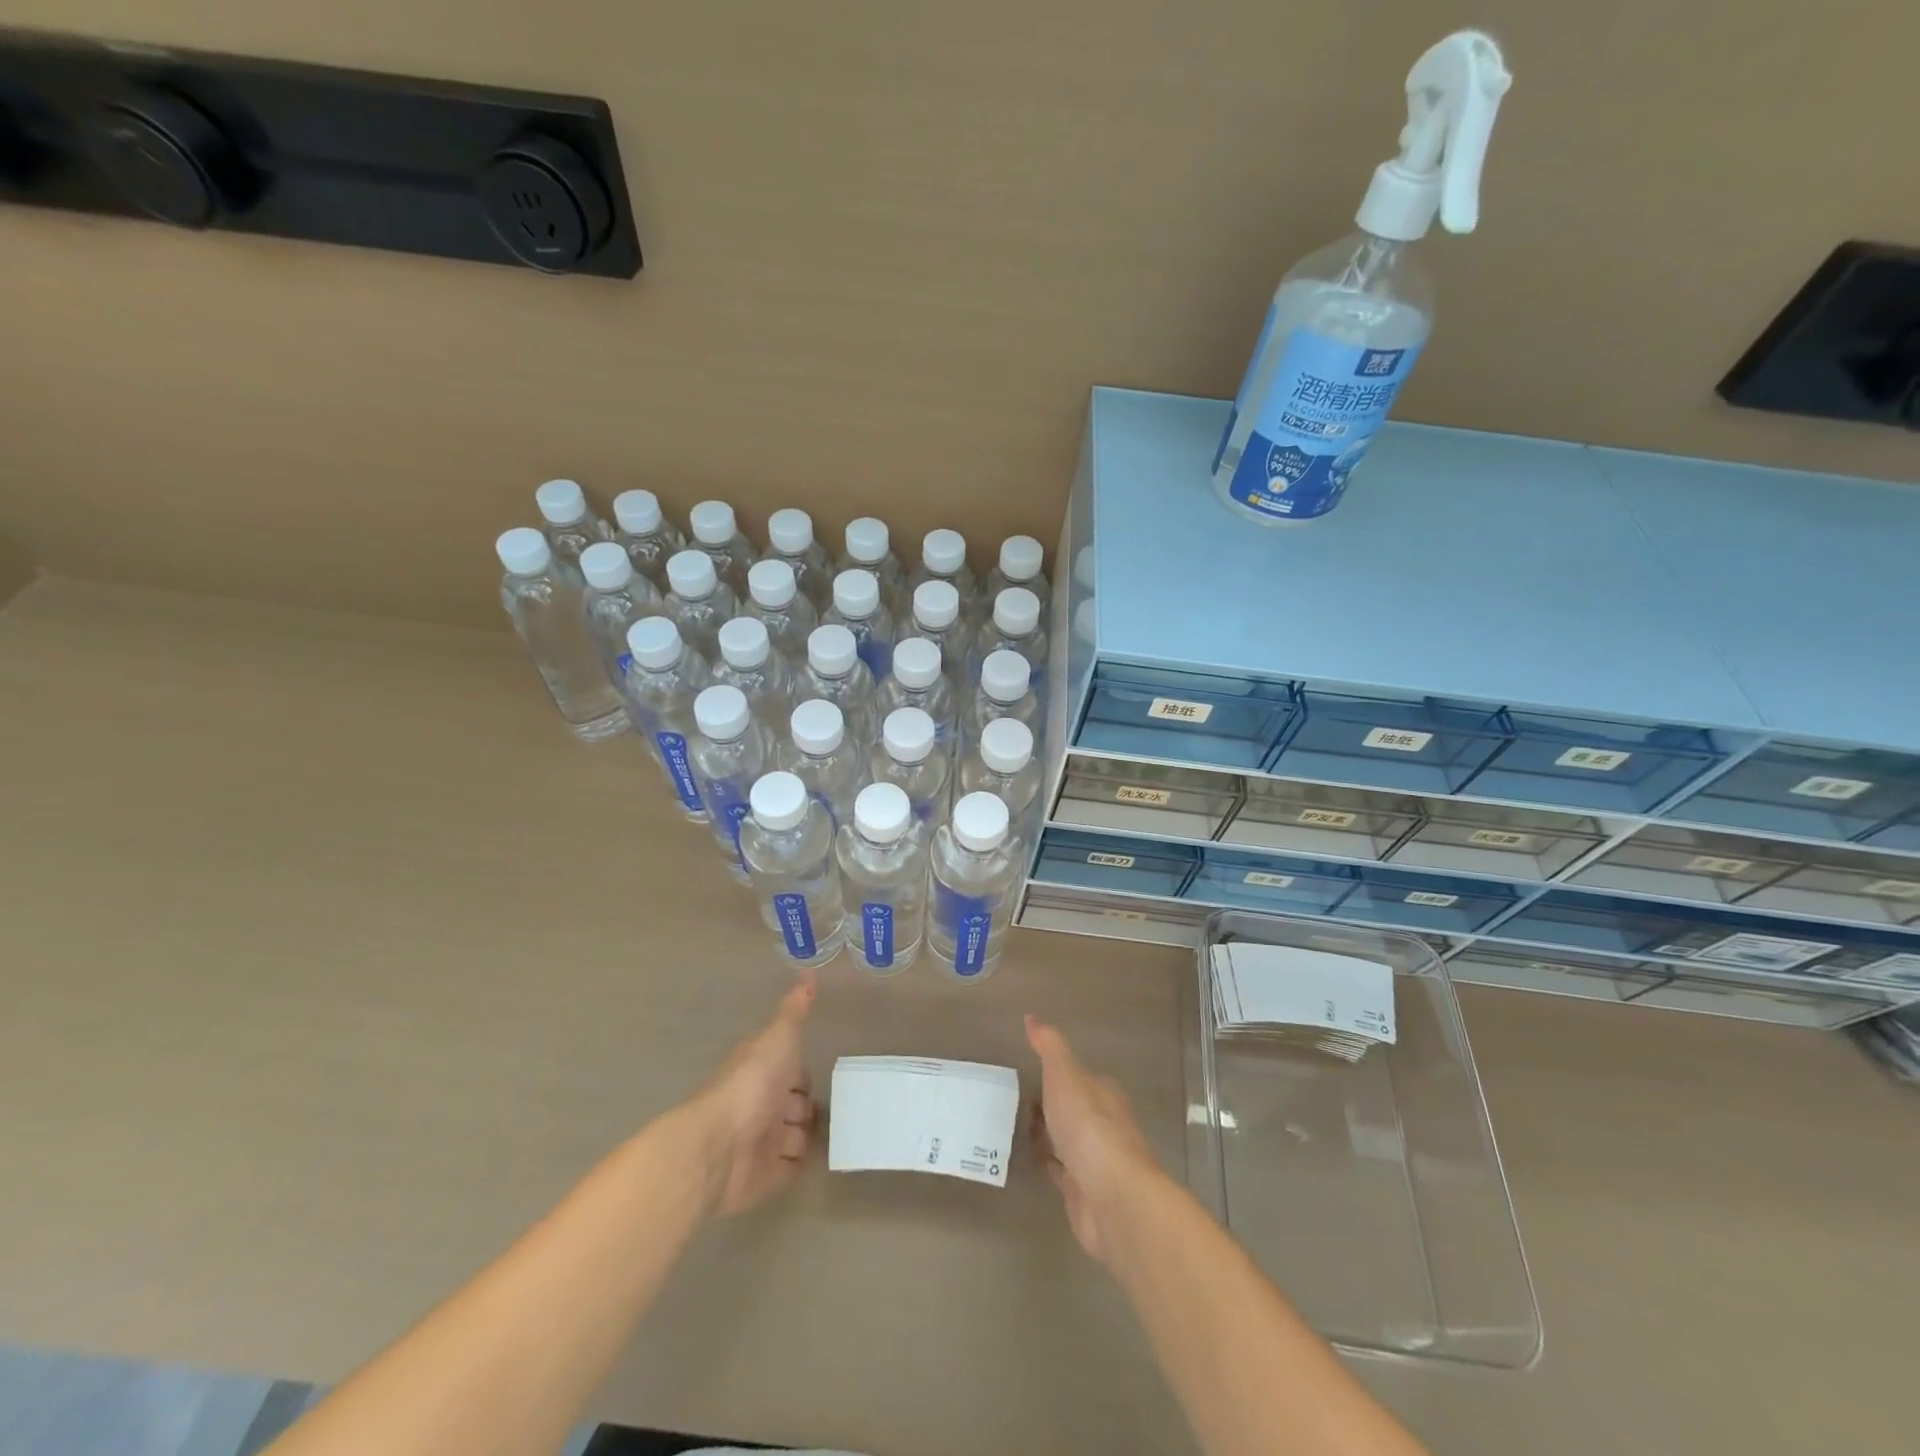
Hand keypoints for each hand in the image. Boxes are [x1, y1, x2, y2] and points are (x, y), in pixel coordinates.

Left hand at [687, 976, 817, 1217]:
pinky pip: (791, 1169)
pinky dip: (802, 1164)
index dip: (803, 1070)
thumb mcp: (778, 1037)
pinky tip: (821, 1157)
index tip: (823, 1069)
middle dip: (809, 1106)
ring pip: (796, 1137)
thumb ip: (794, 1011)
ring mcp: (764, 1142)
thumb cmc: (750, 1083)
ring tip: (834, 1133)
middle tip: (834, 1106)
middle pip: (796, 1105)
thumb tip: (809, 972)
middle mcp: (763, 1104)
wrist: (718, 1146)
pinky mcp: (767, 1176)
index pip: (791, 1069)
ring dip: (808, 1135)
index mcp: (764, 1070)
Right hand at [1026, 1015, 1159, 1261]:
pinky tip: (1021, 1158)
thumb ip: (1049, 1047)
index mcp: (1103, 1093)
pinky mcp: (1082, 1190)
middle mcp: (1103, 1123)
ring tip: (1008, 1127)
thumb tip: (1031, 1017)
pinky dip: (1043, 1162)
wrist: (1111, 1196)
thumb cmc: (1089, 1125)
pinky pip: (1058, 1169)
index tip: (1026, 1074)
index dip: (1055, 1075)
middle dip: (1047, 1105)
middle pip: (1072, 1109)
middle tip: (1010, 1101)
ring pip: (1064, 1139)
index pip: (1079, 1077)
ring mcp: (1093, 1159)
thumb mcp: (1065, 1074)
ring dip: (1044, 1134)